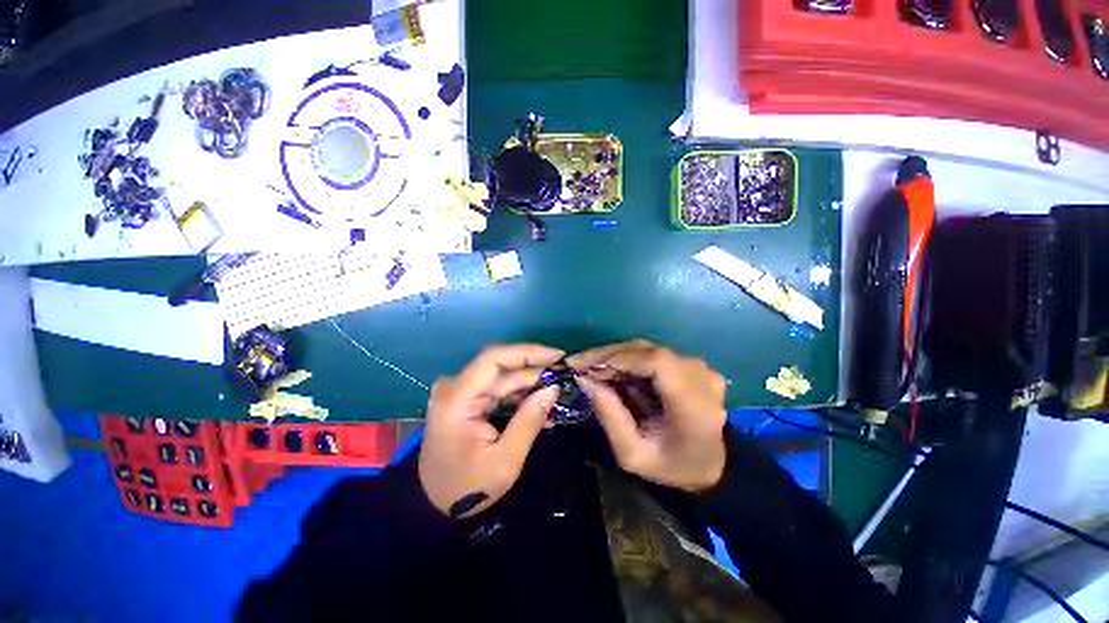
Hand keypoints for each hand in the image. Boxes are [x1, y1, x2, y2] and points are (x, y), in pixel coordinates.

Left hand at [419, 344, 563, 517]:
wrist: (434, 505)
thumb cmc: (467, 488)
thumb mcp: (504, 461)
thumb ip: (529, 421)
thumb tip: (553, 389)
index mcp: (457, 398)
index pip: (494, 359)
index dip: (528, 352)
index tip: (557, 356)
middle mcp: (456, 387)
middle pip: (501, 367)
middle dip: (535, 369)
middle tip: (565, 375)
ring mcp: (461, 392)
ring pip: (503, 377)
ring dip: (531, 382)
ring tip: (558, 389)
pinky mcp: (468, 400)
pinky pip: (499, 389)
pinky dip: (521, 394)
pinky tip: (542, 401)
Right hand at [569, 340, 727, 492]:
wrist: (712, 467)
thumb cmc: (672, 466)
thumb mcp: (633, 454)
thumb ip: (609, 415)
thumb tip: (584, 379)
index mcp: (693, 404)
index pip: (655, 362)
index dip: (617, 357)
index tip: (584, 365)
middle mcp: (700, 377)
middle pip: (647, 351)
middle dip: (608, 355)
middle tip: (579, 364)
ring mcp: (699, 367)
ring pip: (648, 349)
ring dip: (616, 356)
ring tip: (591, 368)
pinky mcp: (692, 365)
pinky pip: (654, 354)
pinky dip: (629, 359)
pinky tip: (612, 370)